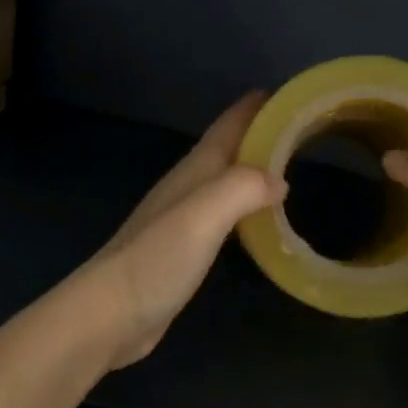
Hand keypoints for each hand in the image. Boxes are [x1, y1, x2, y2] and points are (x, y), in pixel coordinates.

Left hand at [76, 92, 284, 369]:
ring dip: (252, 168)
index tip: (285, 93)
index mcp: (194, 171)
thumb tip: (279, 180)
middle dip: (258, 134)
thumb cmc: (157, 258)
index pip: (227, 127)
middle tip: (298, 129)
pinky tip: (257, 217)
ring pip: (225, 180)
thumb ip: (242, 188)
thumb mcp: (203, 215)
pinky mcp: (183, 249)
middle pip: (227, 149)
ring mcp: (183, 218)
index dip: (253, 108)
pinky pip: (223, 213)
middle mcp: (188, 187)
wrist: (109, 315)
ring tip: (286, 167)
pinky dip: (244, 204)